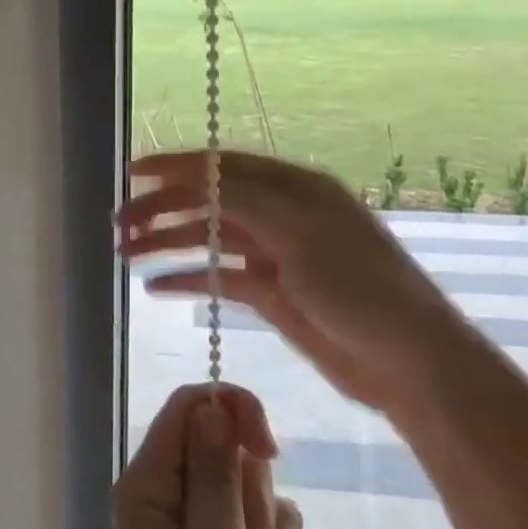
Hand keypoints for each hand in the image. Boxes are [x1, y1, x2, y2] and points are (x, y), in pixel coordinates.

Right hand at [119, 150, 473, 417]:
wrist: (407, 361)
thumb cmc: (357, 285)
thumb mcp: (300, 230)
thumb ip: (244, 198)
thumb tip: (196, 174)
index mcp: (292, 187)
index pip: (222, 167)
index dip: (174, 167)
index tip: (131, 173)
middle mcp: (279, 214)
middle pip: (208, 203)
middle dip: (162, 210)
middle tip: (120, 226)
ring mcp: (274, 255)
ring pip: (208, 240)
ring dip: (168, 243)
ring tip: (127, 254)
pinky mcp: (271, 293)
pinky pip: (219, 278)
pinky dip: (188, 279)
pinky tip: (156, 287)